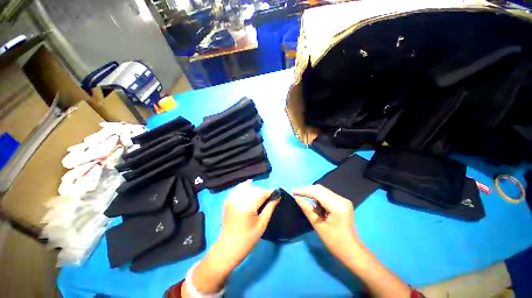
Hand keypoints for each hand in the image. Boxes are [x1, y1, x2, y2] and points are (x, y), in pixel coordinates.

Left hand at [185, 180, 277, 295]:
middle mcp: (238, 200)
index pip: (261, 193)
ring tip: (259, 196)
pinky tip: (250, 186)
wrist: (228, 248)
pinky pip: (238, 188)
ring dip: (255, 189)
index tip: (277, 194)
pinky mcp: (227, 200)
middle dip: (263, 192)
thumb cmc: (248, 239)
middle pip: (255, 189)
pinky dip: (245, 186)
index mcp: (247, 207)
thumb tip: (278, 196)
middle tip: (269, 198)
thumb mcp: (262, 224)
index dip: (270, 192)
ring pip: (247, 187)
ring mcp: (231, 199)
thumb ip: (270, 207)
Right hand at [293, 185, 359, 263]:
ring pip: (323, 191)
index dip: (304, 190)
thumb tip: (297, 198)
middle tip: (296, 193)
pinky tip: (313, 203)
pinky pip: (326, 195)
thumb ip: (307, 209)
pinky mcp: (342, 202)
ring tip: (303, 198)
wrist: (352, 250)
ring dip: (312, 193)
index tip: (293, 191)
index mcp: (337, 206)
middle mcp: (341, 199)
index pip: (317, 192)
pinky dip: (317, 197)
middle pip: (320, 189)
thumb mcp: (318, 226)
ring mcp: (343, 200)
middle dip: (307, 190)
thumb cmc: (335, 242)